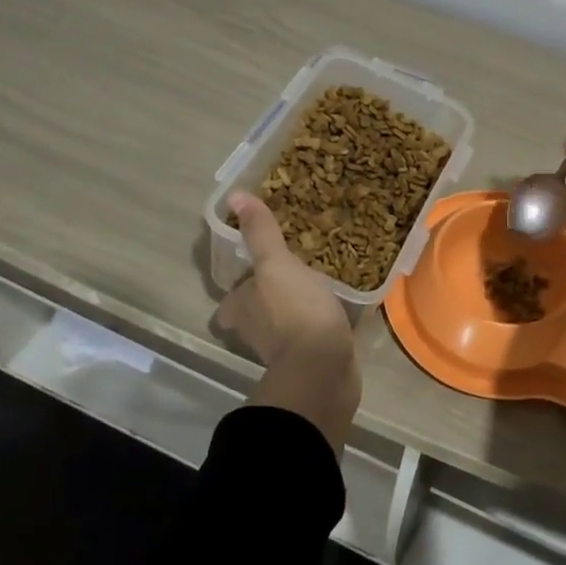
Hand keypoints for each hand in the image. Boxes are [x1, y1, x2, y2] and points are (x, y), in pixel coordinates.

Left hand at [216, 192, 361, 453]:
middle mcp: (255, 332)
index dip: (240, 288)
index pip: (231, 298)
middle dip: (267, 299)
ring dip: (293, 311)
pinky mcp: (310, 361)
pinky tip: (335, 312)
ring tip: (316, 288)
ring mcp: (283, 350)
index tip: (257, 274)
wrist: (322, 368)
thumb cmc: (294, 311)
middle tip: (290, 277)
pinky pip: (311, 336)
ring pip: (282, 326)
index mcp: (241, 309)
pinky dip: (317, 326)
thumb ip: (260, 233)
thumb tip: (234, 196)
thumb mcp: (276, 264)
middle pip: (255, 313)